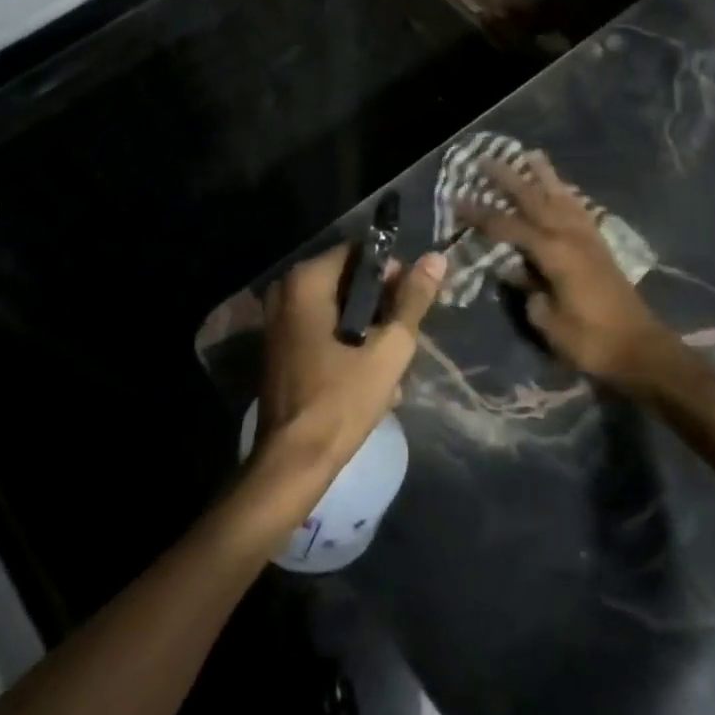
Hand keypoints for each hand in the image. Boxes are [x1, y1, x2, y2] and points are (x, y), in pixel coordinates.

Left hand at [253, 244, 446, 489]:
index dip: (392, 273)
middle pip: (348, 281)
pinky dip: (348, 343)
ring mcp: (278, 320)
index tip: (411, 303)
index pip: (359, 254)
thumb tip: (436, 259)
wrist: (294, 461)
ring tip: (392, 362)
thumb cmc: (341, 401)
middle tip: (404, 336)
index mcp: (305, 282)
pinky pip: (323, 329)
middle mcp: (285, 291)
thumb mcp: (388, 349)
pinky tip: (372, 375)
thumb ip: (412, 301)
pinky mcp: (281, 346)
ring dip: (368, 330)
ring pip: (338, 308)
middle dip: (381, 306)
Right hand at [462, 154, 675, 382]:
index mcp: (553, 252)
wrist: (640, 350)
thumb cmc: (589, 340)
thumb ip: (527, 289)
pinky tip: (562, 190)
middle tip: (486, 159)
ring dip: (544, 176)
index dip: (480, 214)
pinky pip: (580, 210)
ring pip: (562, 197)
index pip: (508, 226)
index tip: (457, 201)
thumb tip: (514, 270)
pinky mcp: (601, 247)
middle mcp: (571, 236)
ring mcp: (589, 238)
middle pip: (535, 199)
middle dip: (509, 178)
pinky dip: (567, 195)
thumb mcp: (547, 320)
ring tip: (531, 155)